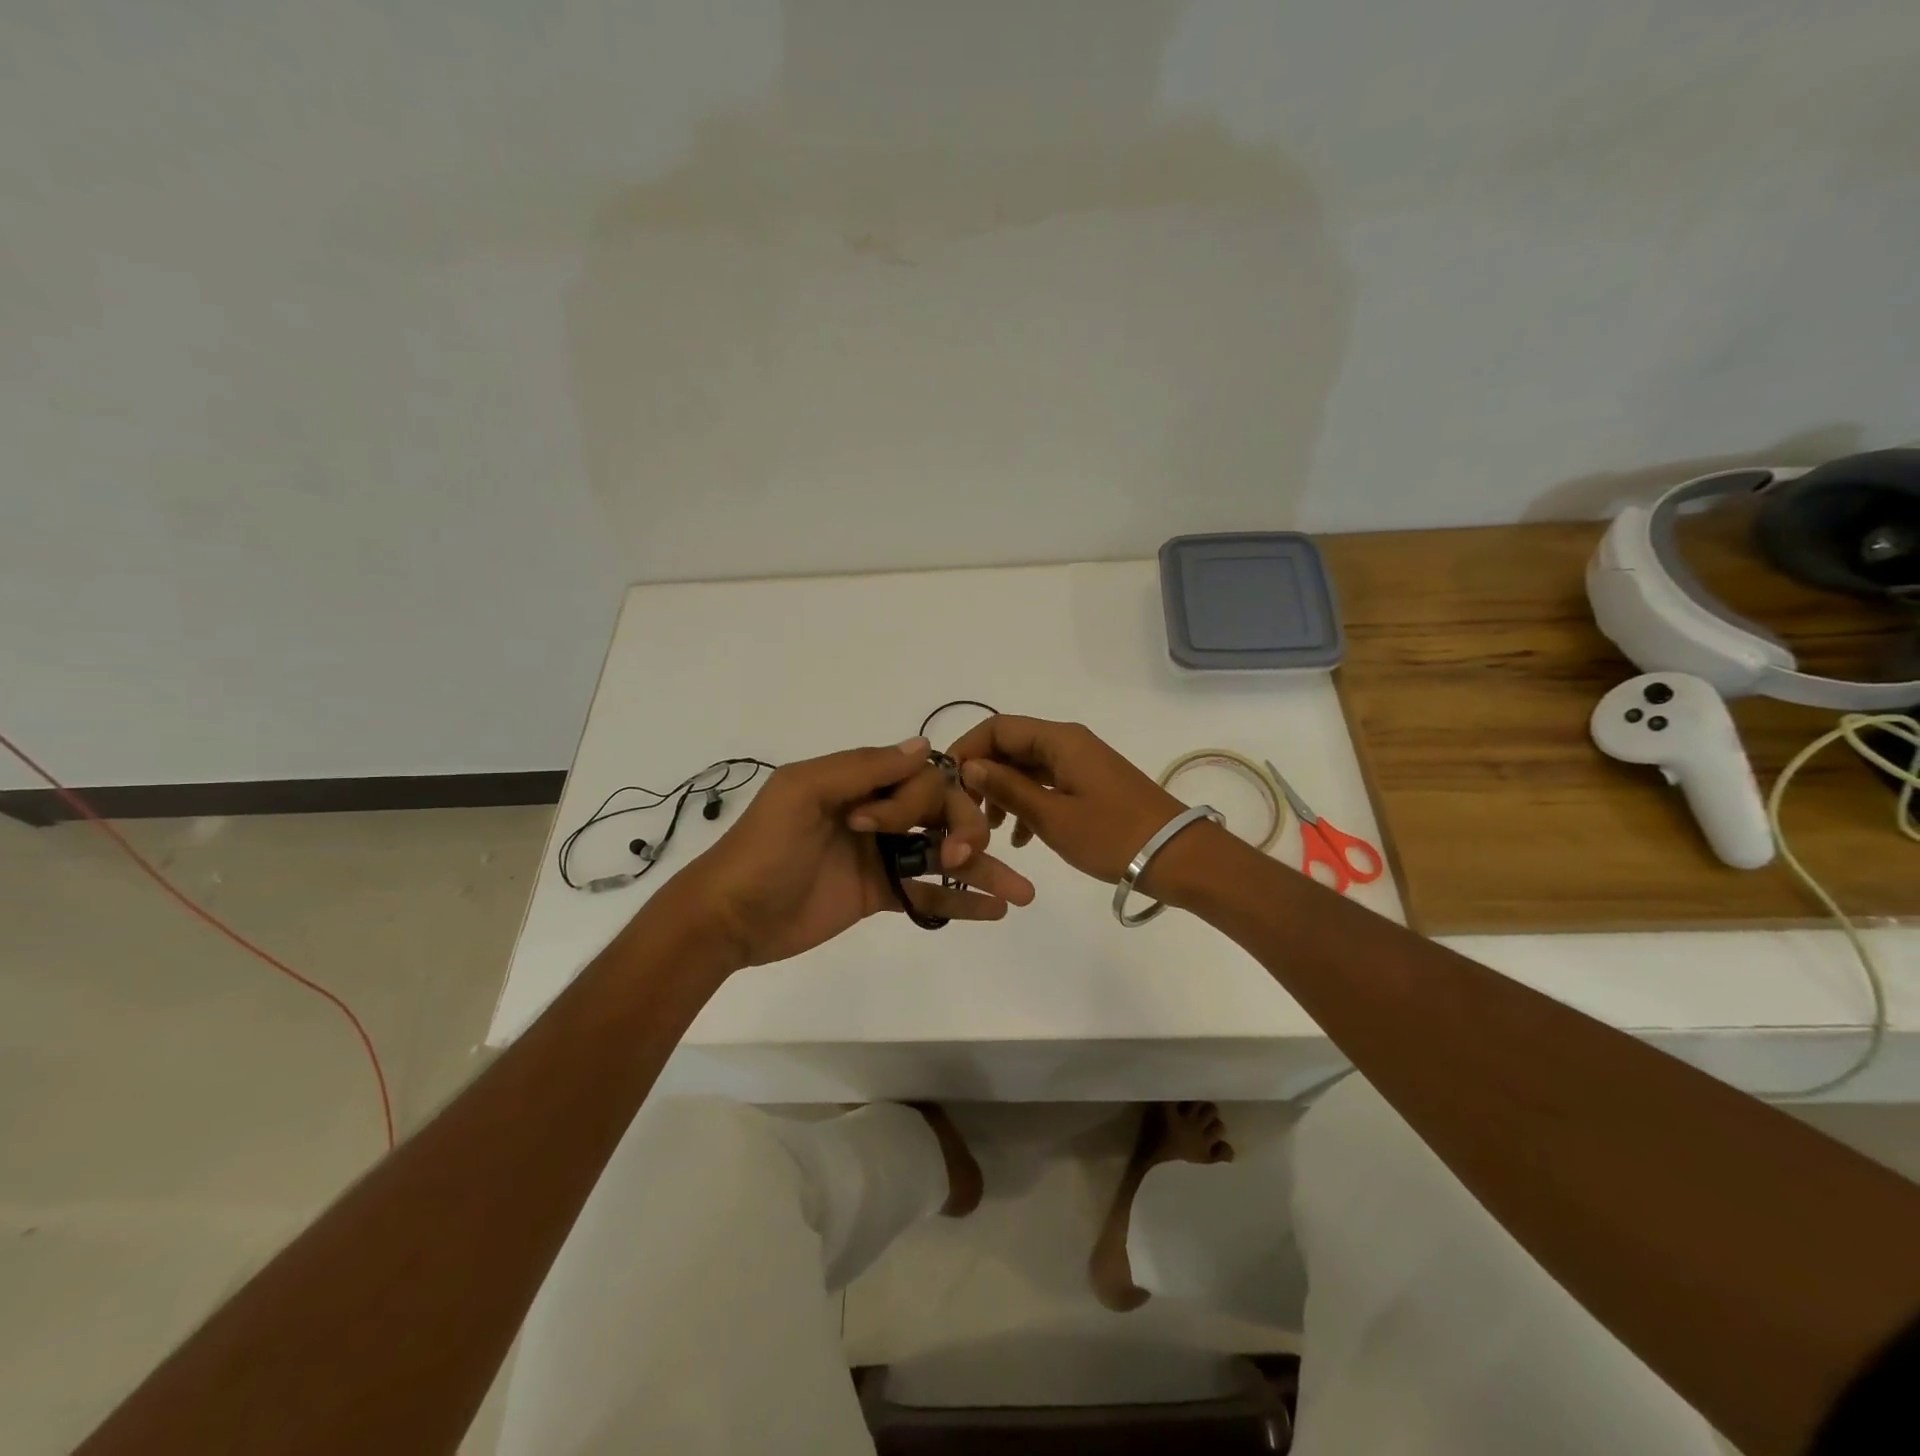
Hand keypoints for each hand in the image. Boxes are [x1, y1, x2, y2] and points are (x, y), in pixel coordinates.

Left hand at [665, 738, 1034, 968]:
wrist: (728, 918)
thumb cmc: (762, 849)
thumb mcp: (802, 794)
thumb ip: (861, 769)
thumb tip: (925, 747)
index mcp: (859, 783)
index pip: (918, 778)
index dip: (921, 799)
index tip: (885, 827)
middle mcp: (877, 814)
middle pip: (941, 814)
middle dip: (965, 831)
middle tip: (965, 856)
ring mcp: (881, 857)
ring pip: (943, 855)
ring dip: (984, 869)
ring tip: (1022, 894)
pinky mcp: (880, 896)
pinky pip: (927, 894)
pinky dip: (961, 902)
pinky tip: (994, 910)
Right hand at [947, 716, 1189, 884]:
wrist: (1177, 856)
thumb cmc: (1112, 835)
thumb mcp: (1052, 816)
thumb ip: (1007, 788)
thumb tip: (969, 766)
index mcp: (1059, 740)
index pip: (998, 727)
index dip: (967, 749)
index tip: (946, 783)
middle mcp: (1068, 742)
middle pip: (1011, 746)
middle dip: (983, 775)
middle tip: (966, 812)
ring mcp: (1081, 763)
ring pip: (1027, 767)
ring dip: (1004, 793)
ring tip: (991, 831)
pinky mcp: (1090, 784)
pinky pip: (1047, 783)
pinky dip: (1028, 803)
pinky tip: (1021, 838)